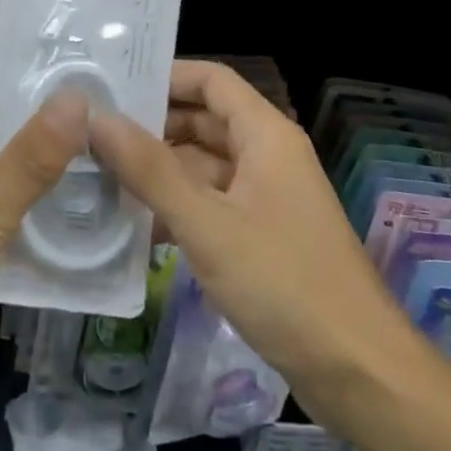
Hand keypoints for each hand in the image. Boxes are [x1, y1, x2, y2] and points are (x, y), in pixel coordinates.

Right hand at [90, 60, 415, 416]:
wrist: (360, 374)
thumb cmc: (284, 283)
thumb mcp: (207, 223)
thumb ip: (149, 169)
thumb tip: (95, 118)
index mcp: (265, 136)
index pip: (210, 80)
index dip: (164, 76)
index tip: (111, 86)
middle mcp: (267, 156)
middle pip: (203, 121)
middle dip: (151, 127)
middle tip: (90, 133)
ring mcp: (265, 199)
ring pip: (203, 167)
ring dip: (157, 172)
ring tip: (96, 176)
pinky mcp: (262, 237)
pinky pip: (210, 206)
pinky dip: (175, 209)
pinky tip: (131, 227)